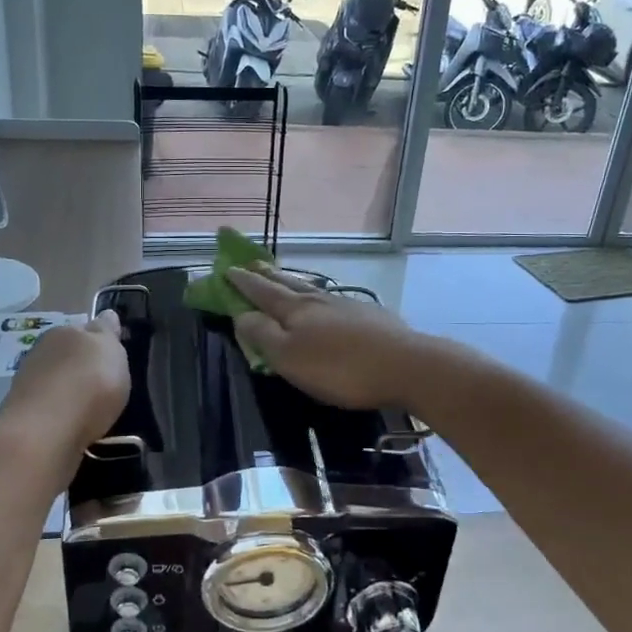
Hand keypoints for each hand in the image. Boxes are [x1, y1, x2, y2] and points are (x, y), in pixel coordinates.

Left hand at [0, 311, 130, 451]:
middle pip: (67, 355)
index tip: (111, 357)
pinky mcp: (21, 414)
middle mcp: (41, 352)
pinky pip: (47, 408)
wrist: (45, 432)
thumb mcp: (111, 351)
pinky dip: (58, 413)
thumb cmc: (88, 384)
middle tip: (102, 385)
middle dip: (81, 366)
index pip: (85, 329)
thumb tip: (106, 315)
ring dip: (68, 391)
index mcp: (65, 331)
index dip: (99, 341)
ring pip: (54, 381)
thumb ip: (108, 332)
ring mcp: (26, 383)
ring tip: (88, 409)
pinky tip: (71, 425)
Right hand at [227, 267, 429, 409]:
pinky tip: (323, 301)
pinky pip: (331, 299)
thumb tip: (240, 314)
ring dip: (291, 282)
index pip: (261, 291)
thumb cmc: (340, 368)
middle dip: (265, 275)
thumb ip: (262, 335)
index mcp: (294, 310)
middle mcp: (318, 300)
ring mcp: (345, 305)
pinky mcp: (368, 315)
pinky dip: (317, 296)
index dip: (242, 282)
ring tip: (281, 277)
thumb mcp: (290, 358)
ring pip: (310, 289)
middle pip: (286, 284)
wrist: (405, 365)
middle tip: (250, 264)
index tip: (226, 269)